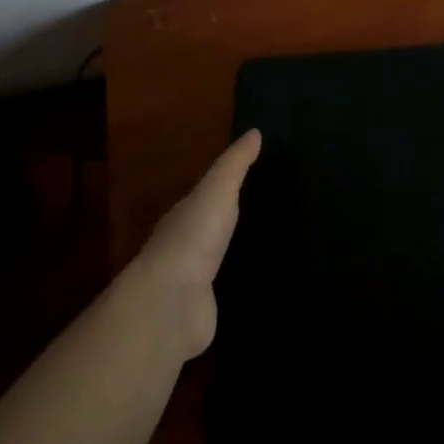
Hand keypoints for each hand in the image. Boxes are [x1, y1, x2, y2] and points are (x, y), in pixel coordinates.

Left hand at [129, 129, 260, 359]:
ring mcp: (190, 282)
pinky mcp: (203, 311)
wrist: (171, 303)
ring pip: (216, 263)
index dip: (224, 188)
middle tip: (269, 213)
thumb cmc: (193, 237)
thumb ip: (235, 165)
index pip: (204, 198)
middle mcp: (183, 247)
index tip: (254, 181)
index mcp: (183, 216)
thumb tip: (255, 132)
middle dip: (229, 224)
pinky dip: (237, 288)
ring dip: (233, 257)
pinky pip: (224, 294)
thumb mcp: (217, 191)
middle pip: (209, 230)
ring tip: (271, 249)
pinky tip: (259, 286)